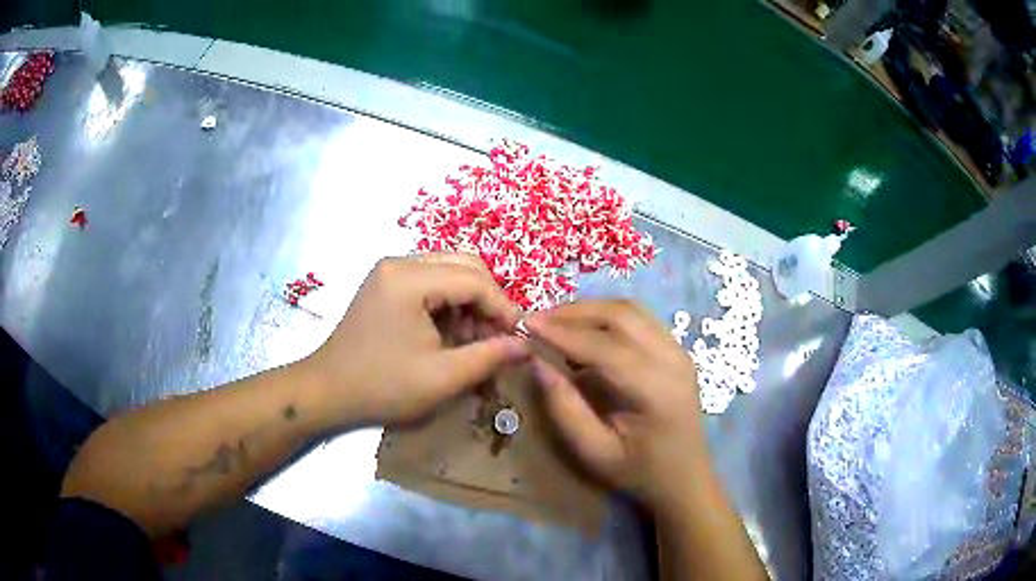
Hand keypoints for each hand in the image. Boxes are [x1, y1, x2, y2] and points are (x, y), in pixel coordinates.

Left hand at [304, 253, 528, 425]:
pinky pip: (431, 282)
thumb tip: (527, 344)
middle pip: (464, 265)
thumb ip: (490, 357)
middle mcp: (399, 262)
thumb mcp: (442, 378)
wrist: (328, 391)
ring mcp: (390, 270)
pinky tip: (451, 334)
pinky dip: (450, 304)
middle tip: (498, 337)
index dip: (503, 307)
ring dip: (470, 302)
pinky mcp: (386, 283)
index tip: (519, 338)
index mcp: (409, 279)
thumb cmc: (383, 387)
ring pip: (450, 271)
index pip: (474, 279)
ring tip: (474, 341)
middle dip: (488, 301)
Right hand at [525, 299, 705, 509]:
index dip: (563, 333)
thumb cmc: (638, 471)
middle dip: (574, 312)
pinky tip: (585, 327)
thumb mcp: (593, 452)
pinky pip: (640, 317)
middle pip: (621, 316)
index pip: (606, 348)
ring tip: (556, 320)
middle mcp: (673, 360)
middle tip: (537, 319)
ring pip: (631, 309)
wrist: (684, 475)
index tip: (526, 324)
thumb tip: (537, 362)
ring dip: (591, 309)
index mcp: (656, 391)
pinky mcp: (676, 348)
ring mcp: (679, 350)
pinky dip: (607, 314)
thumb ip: (565, 408)